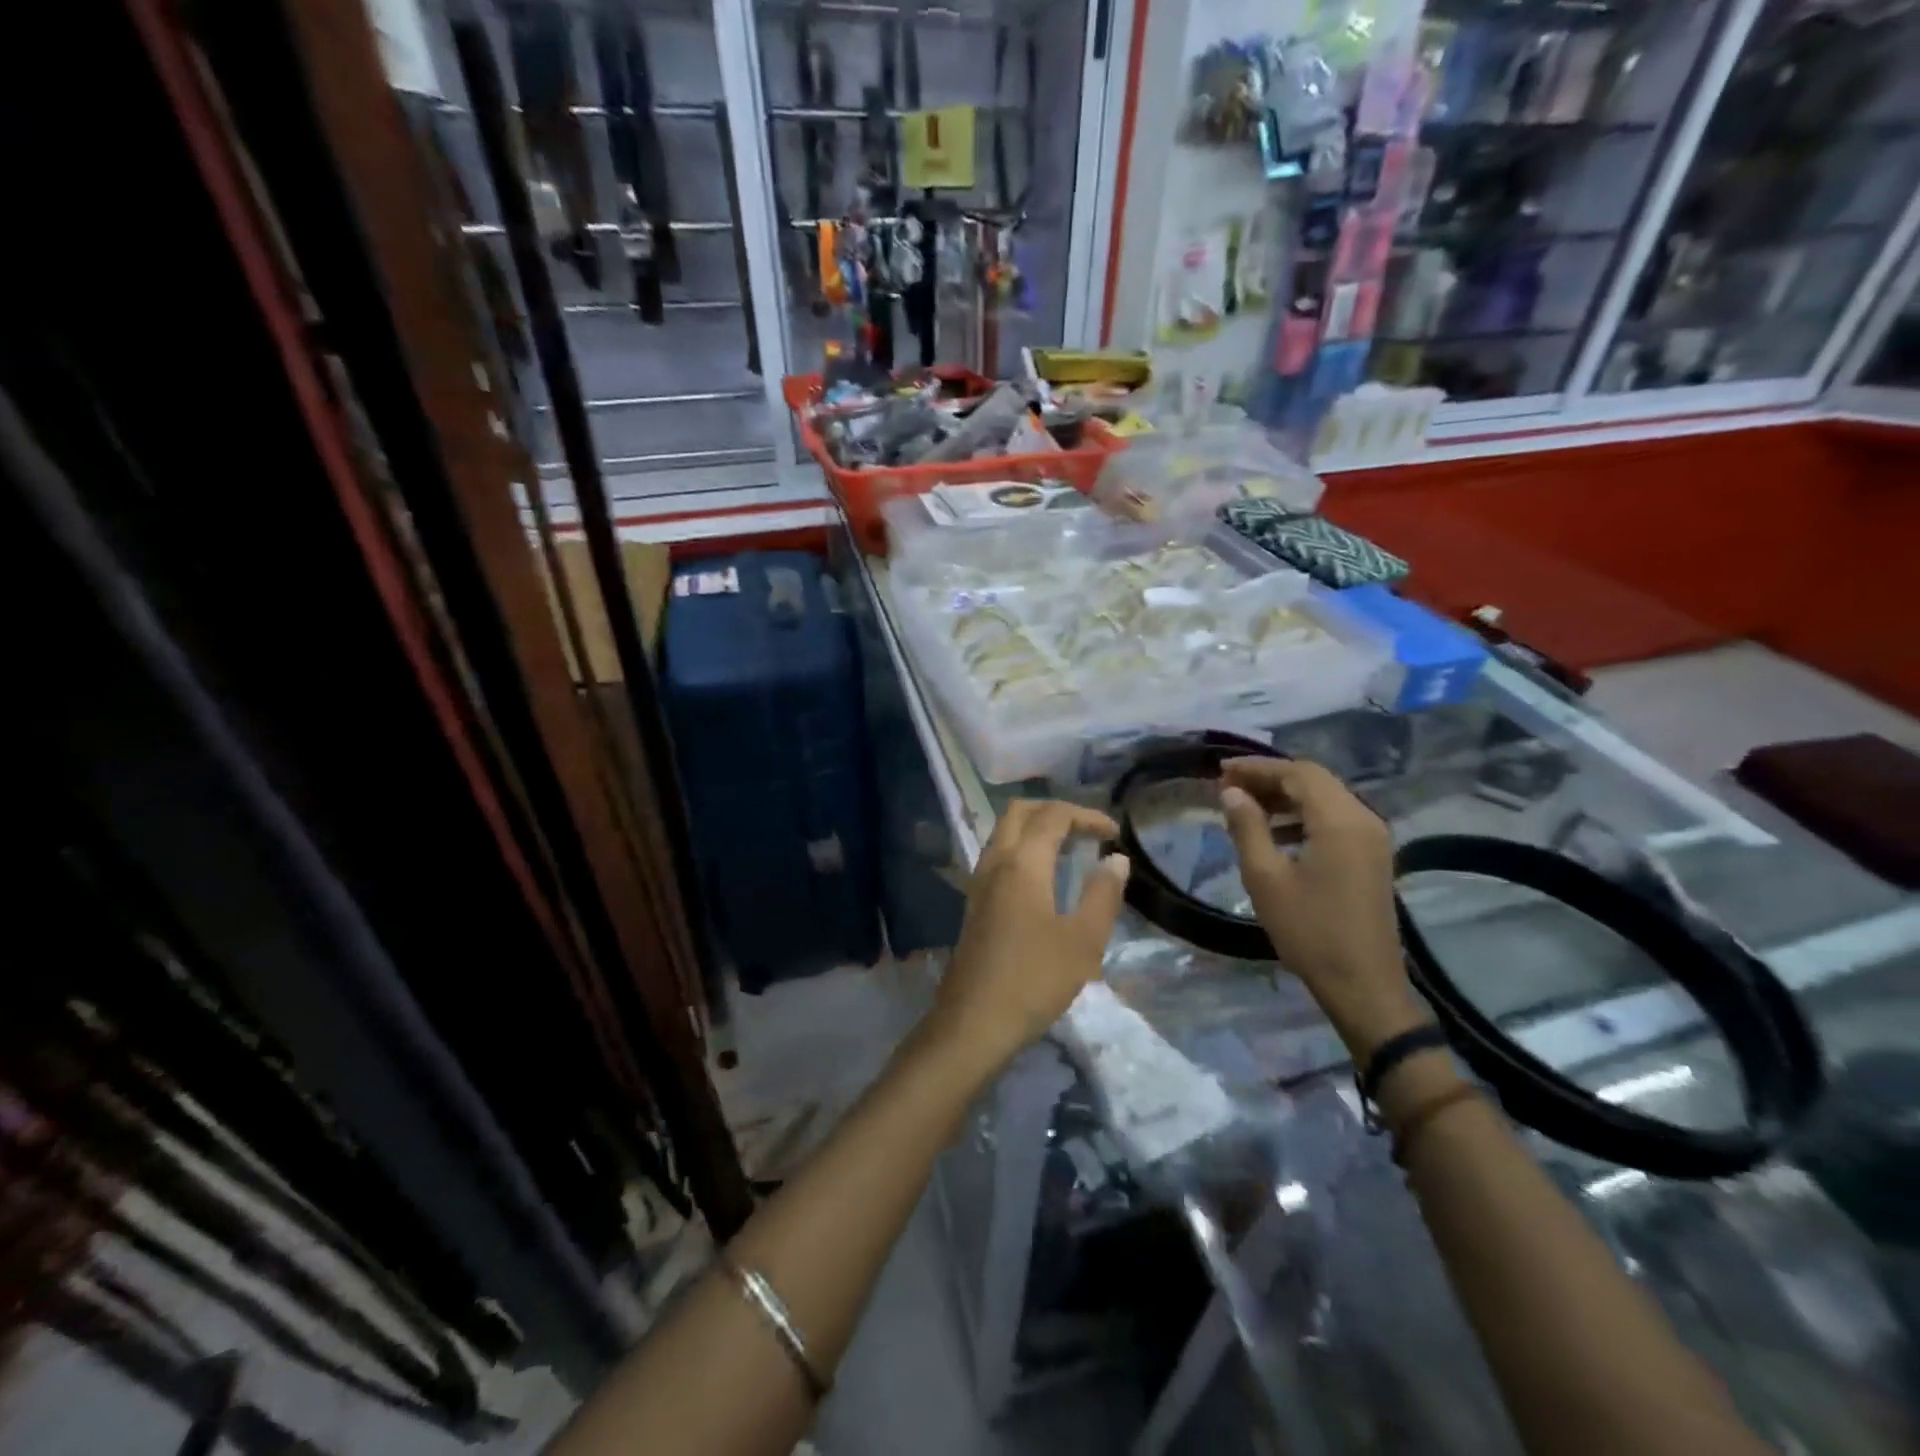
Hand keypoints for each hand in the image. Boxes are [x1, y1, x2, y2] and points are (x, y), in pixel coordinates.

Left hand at [925, 800, 1130, 1080]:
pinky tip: (1043, 878)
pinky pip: (998, 856)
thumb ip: (1103, 894)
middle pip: (1019, 812)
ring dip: (1036, 828)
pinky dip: (1022, 849)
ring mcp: (979, 882)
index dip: (1087, 816)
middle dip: (1055, 812)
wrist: (973, 1022)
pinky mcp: (974, 903)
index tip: (1115, 833)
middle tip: (1088, 832)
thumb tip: (1116, 859)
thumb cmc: (1034, 979)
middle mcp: (995, 862)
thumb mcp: (1083, 941)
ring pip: (1003, 832)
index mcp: (1022, 863)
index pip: (1053, 816)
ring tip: (1070, 850)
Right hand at [1219, 758, 1428, 1062]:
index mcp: (1339, 821)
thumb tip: (1231, 792)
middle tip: (1228, 786)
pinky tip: (1275, 833)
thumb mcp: (1266, 879)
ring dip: (1285, 796)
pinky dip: (1302, 815)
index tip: (1220, 771)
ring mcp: (1372, 838)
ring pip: (1325, 797)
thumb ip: (1247, 828)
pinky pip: (1334, 818)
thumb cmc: (1309, 932)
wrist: (1364, 985)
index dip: (1257, 767)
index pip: (1297, 773)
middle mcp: (1363, 819)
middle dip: (1270, 777)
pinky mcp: (1371, 856)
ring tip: (1245, 806)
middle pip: (1314, 780)